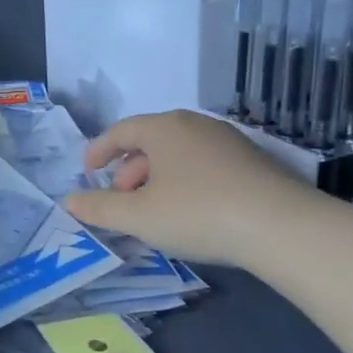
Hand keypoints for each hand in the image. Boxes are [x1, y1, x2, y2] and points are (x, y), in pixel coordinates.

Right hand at [61, 110, 313, 265]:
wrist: (282, 227)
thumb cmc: (197, 213)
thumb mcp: (138, 216)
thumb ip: (99, 208)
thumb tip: (69, 201)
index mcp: (164, 127)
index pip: (120, 130)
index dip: (98, 150)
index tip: (87, 172)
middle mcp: (196, 125)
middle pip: (150, 141)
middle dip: (128, 171)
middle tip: (119, 200)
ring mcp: (229, 142)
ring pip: (179, 155)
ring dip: (156, 179)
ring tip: (152, 211)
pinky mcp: (254, 164)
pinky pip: (204, 166)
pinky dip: (185, 183)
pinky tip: (189, 213)